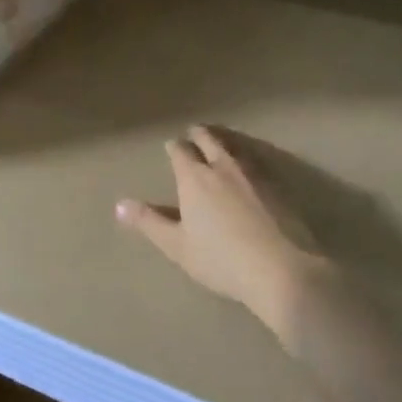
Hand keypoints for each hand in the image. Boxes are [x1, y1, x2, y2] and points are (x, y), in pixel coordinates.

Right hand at [117, 125, 320, 330]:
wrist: (282, 268)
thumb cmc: (222, 260)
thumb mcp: (178, 246)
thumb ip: (149, 222)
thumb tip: (120, 204)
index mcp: (195, 177)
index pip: (180, 150)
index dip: (174, 147)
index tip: (171, 146)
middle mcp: (223, 164)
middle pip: (208, 138)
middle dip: (198, 134)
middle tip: (194, 133)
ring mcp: (254, 170)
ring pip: (234, 144)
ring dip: (223, 140)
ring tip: (219, 143)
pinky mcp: (278, 181)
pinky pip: (257, 158)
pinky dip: (246, 155)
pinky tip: (249, 166)